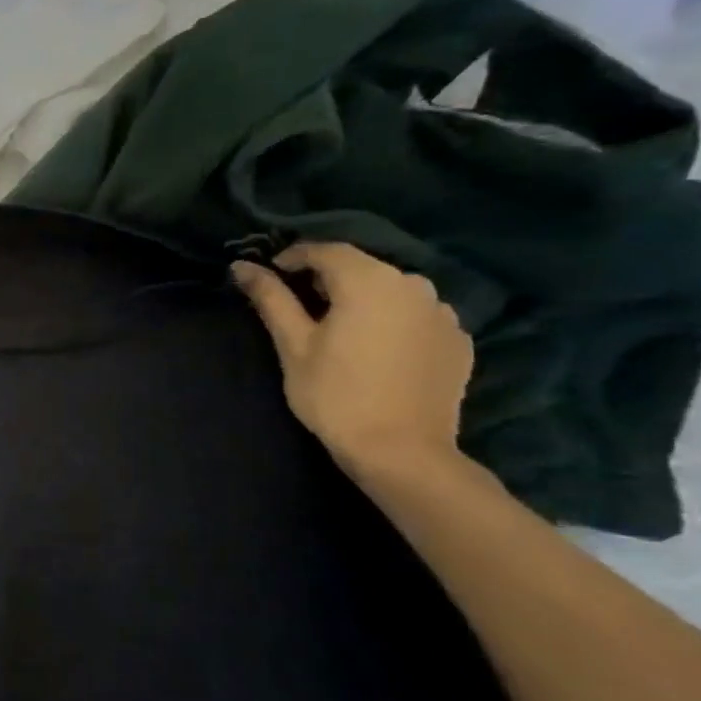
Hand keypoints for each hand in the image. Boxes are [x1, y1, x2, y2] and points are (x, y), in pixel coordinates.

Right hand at [230, 242, 472, 476]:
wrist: (401, 450)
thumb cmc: (334, 395)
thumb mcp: (293, 345)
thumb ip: (270, 299)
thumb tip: (241, 266)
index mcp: (369, 281)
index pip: (327, 250)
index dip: (294, 257)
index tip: (271, 275)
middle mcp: (413, 284)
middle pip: (362, 268)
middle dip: (328, 280)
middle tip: (300, 307)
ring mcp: (443, 312)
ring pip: (392, 292)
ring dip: (363, 300)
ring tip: (340, 329)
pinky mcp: (458, 340)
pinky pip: (416, 317)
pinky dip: (392, 322)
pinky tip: (376, 351)